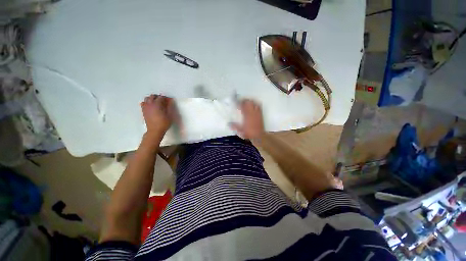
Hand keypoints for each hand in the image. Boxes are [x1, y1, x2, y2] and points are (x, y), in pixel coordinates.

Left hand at [141, 95, 178, 137]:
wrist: (155, 130)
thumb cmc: (164, 123)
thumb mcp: (169, 115)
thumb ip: (169, 107)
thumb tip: (170, 101)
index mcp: (157, 104)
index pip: (161, 97)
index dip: (166, 98)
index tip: (169, 100)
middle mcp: (150, 104)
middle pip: (153, 96)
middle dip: (158, 97)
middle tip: (164, 101)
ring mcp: (145, 107)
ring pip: (147, 98)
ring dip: (152, 99)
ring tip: (157, 103)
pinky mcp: (143, 111)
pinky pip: (143, 103)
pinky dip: (147, 103)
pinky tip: (151, 106)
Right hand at [230, 99, 264, 139]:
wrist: (259, 136)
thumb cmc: (249, 133)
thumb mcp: (240, 130)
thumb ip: (234, 126)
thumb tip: (228, 124)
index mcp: (247, 115)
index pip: (243, 106)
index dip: (239, 103)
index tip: (236, 102)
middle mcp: (252, 112)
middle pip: (249, 102)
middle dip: (244, 100)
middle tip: (241, 102)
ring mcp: (257, 113)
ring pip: (254, 103)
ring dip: (250, 101)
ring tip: (247, 102)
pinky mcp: (261, 114)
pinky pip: (259, 106)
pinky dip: (256, 104)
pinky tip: (254, 105)